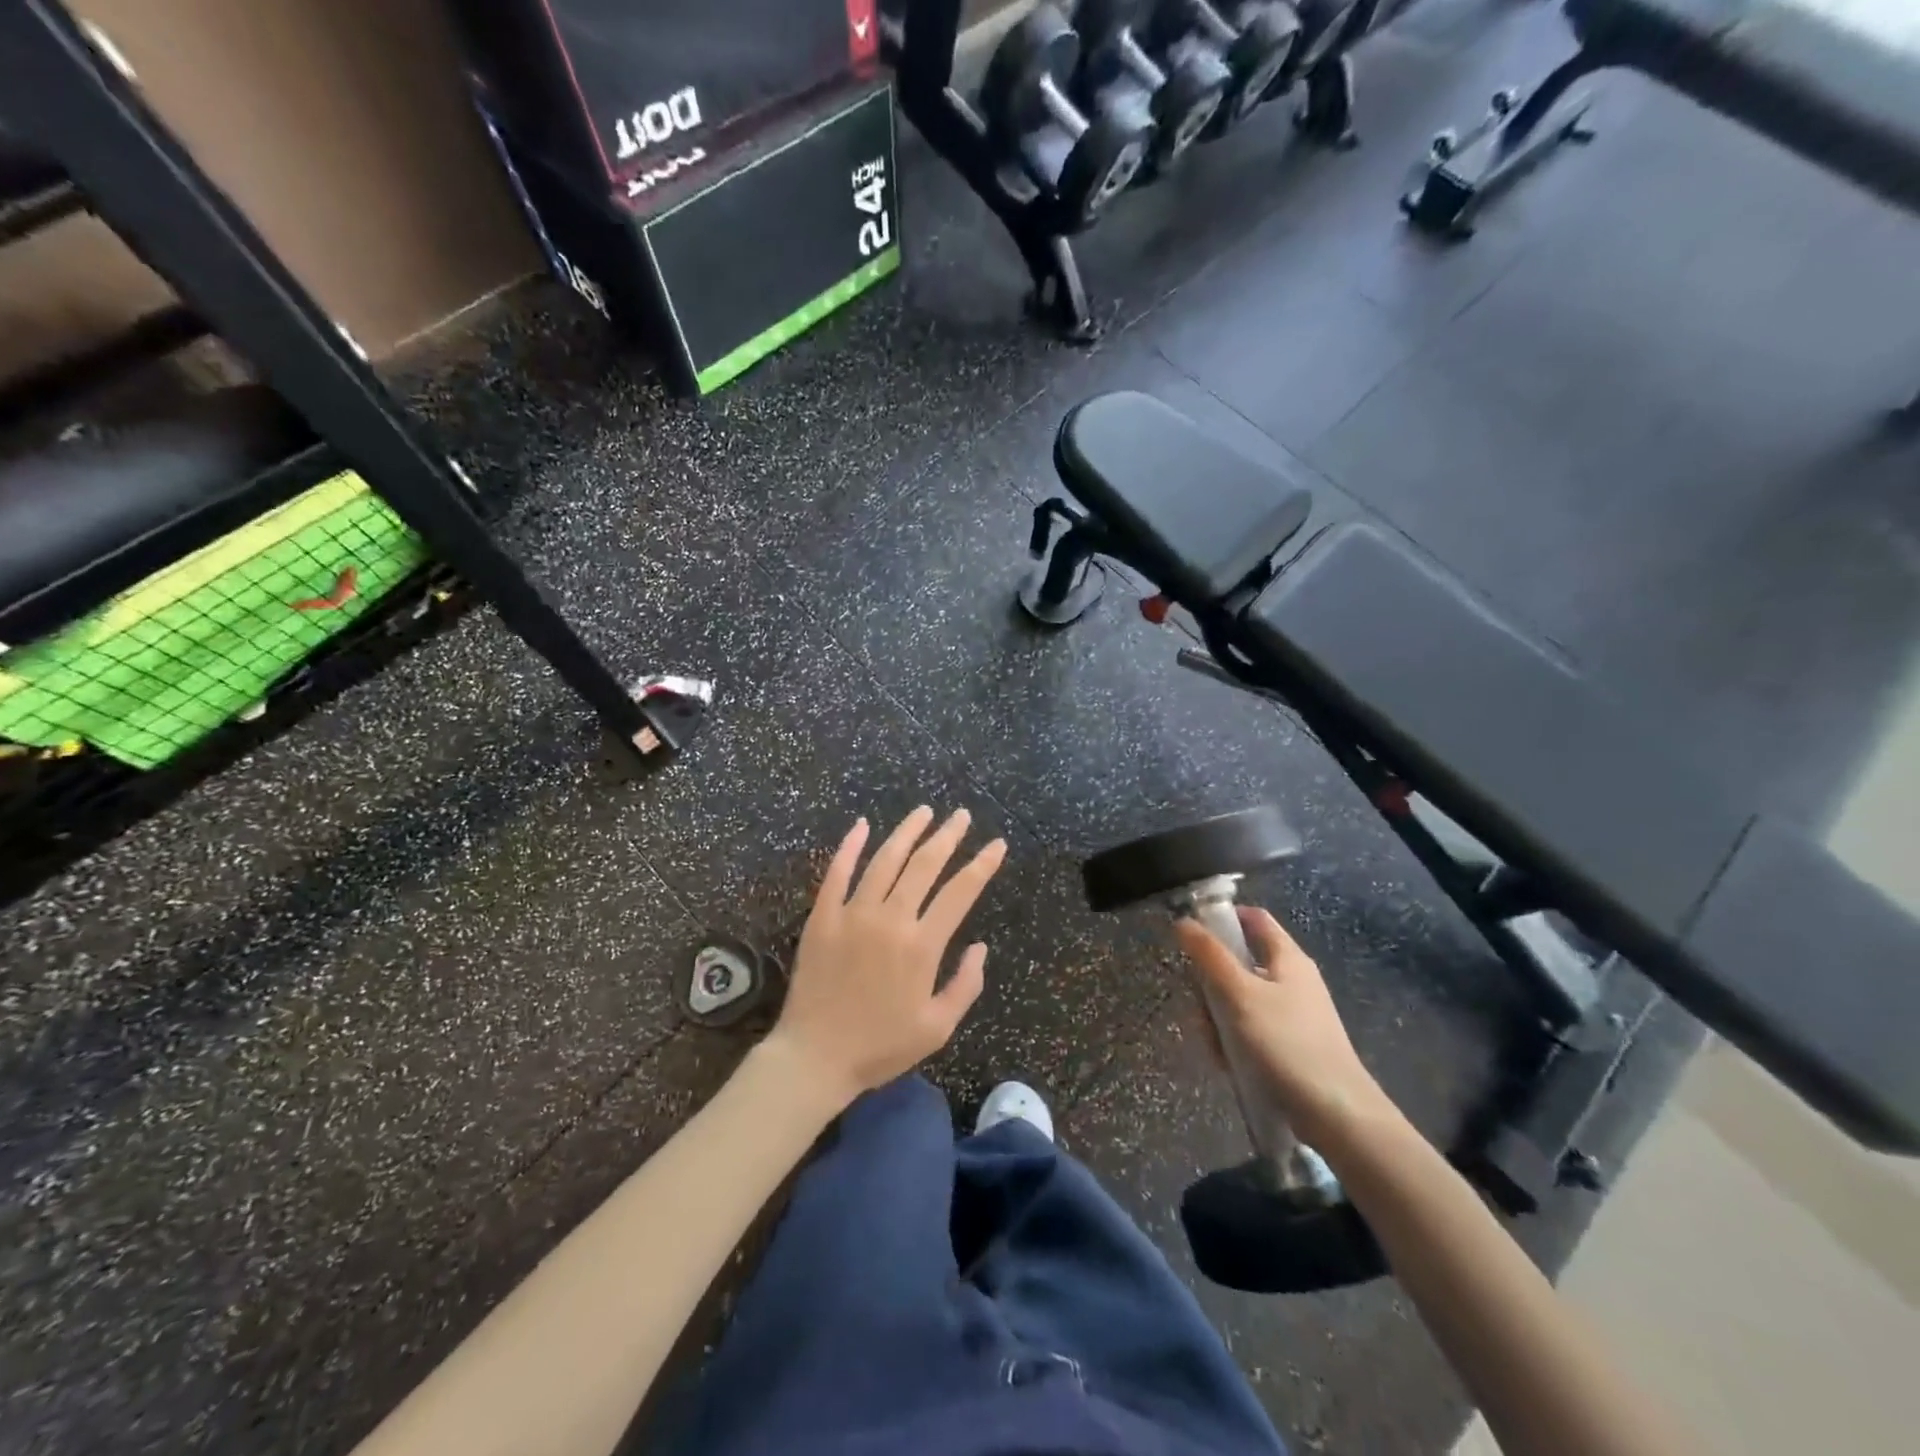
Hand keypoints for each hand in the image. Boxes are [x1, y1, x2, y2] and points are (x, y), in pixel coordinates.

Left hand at [767, 807, 1006, 1108]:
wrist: (815, 1057)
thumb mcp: (937, 1028)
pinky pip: (837, 872)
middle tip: (960, 815)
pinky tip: (862, 825)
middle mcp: (890, 919)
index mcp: (922, 945)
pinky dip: (850, 846)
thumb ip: (965, 985)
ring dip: (907, 832)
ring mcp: (853, 913)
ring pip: (885, 860)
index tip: (997, 844)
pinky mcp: (822, 916)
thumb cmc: (880, 1047)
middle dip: (947, 837)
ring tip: (924, 812)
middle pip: (924, 865)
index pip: (960, 892)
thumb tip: (981, 946)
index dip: (982, 865)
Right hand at [1175, 906, 1391, 1147]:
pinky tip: (1227, 1063)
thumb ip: (1209, 955)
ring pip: (1240, 1000)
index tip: (1191, 934)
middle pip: (1239, 963)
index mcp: (1287, 958)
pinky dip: (1234, 1041)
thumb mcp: (1239, 994)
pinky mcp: (1291, 1046)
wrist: (1336, 1115)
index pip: (1253, 918)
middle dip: (1211, 982)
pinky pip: (1251, 1031)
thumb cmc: (1286, 1043)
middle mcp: (1293, 980)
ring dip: (1218, 1017)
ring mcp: (1294, 1015)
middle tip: (1199, 1004)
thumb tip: (1184, 921)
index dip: (1222, 918)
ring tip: (1214, 1044)